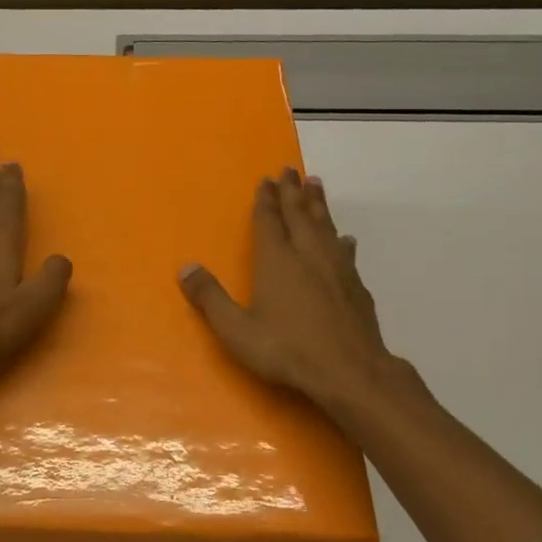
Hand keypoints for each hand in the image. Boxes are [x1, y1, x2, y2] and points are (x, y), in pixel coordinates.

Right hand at [179, 168, 403, 411]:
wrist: (349, 372)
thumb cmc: (286, 349)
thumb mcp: (236, 330)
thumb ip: (211, 298)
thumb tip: (185, 268)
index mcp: (276, 261)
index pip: (269, 221)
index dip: (266, 199)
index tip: (267, 179)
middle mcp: (307, 255)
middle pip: (299, 215)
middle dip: (293, 191)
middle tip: (291, 170)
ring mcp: (336, 269)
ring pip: (325, 226)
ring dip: (318, 205)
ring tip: (316, 185)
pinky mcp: (356, 286)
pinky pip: (346, 252)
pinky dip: (341, 239)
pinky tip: (345, 239)